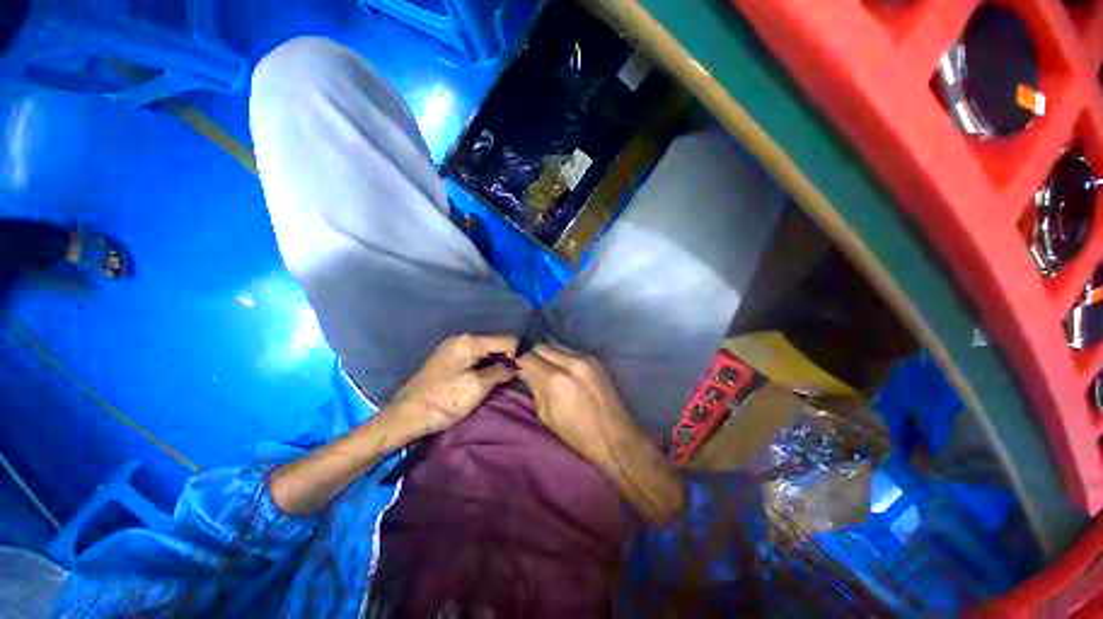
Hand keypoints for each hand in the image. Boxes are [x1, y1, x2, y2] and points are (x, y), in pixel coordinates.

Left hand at [388, 334, 518, 438]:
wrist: (406, 416)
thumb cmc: (444, 400)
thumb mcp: (477, 387)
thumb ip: (500, 372)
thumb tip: (515, 366)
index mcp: (469, 341)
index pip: (507, 339)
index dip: (516, 355)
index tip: (518, 374)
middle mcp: (461, 339)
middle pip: (495, 343)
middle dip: (505, 360)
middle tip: (510, 379)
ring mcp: (453, 348)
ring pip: (485, 351)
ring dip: (494, 364)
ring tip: (498, 382)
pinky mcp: (448, 359)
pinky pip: (474, 357)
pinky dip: (483, 366)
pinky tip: (483, 380)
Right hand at [515, 343, 636, 462]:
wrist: (615, 436)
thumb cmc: (577, 434)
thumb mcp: (547, 416)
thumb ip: (535, 388)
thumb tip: (524, 371)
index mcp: (556, 380)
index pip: (529, 357)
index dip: (520, 361)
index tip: (517, 366)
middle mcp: (571, 362)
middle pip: (542, 346)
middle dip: (533, 354)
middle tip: (529, 365)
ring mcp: (585, 358)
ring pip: (556, 344)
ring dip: (547, 352)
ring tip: (544, 365)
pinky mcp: (595, 359)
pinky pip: (570, 350)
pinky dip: (560, 355)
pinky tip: (560, 366)